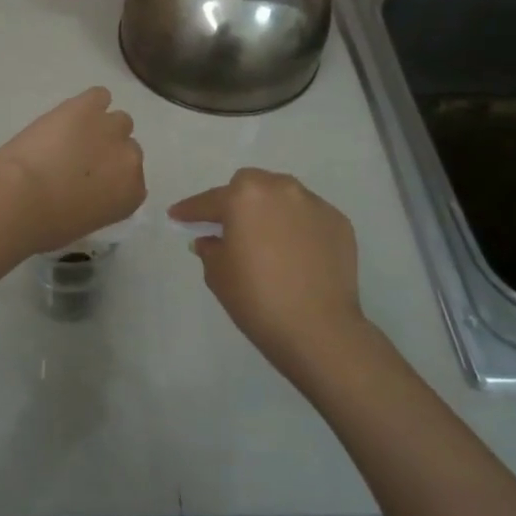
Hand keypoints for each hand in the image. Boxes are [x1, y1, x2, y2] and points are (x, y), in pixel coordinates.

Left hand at [0, 87, 146, 255]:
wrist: (20, 197)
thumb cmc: (46, 224)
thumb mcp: (83, 223)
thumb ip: (97, 203)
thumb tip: (86, 191)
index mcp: (131, 193)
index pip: (133, 179)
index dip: (111, 177)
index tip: (92, 181)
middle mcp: (130, 159)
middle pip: (128, 147)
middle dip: (107, 152)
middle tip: (79, 160)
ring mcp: (111, 128)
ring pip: (118, 120)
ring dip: (99, 127)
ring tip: (73, 135)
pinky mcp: (87, 106)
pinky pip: (99, 95)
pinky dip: (87, 103)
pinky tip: (70, 114)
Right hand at [170, 169, 373, 385]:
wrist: (318, 329)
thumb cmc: (257, 298)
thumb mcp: (218, 274)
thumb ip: (210, 248)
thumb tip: (210, 239)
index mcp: (244, 196)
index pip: (209, 201)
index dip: (190, 211)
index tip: (177, 216)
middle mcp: (281, 189)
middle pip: (250, 186)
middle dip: (236, 201)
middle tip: (228, 226)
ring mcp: (314, 203)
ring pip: (283, 196)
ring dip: (269, 210)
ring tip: (265, 238)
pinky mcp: (339, 222)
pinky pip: (308, 217)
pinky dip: (297, 227)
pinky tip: (295, 253)